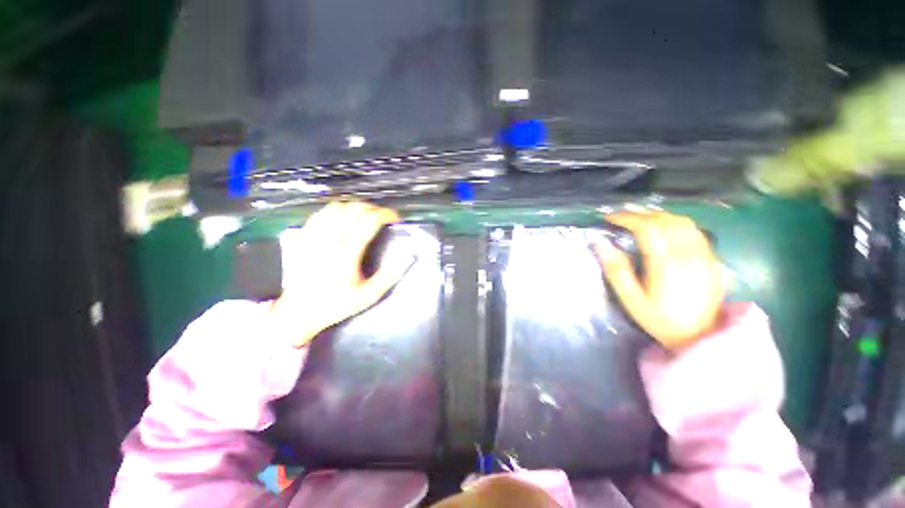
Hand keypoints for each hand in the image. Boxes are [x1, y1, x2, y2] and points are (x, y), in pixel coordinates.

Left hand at [271, 201, 412, 346]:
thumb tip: (407, 254)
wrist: (298, 312)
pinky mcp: (304, 237)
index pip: (370, 220)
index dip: (386, 214)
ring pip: (337, 207)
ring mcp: (314, 235)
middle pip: (355, 209)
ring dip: (355, 207)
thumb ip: (390, 275)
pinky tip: (343, 218)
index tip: (395, 218)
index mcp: (347, 252)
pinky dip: (336, 210)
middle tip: (383, 219)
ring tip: (365, 216)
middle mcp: (330, 238)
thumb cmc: (336, 304)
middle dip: (374, 209)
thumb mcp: (369, 296)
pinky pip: (321, 213)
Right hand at [593, 211, 723, 348]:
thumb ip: (616, 270)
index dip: (626, 218)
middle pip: (665, 220)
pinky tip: (666, 229)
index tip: (609, 218)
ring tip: (641, 219)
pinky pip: (695, 230)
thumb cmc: (660, 319)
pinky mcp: (712, 259)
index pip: (646, 228)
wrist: (699, 336)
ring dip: (659, 215)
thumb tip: (600, 244)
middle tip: (621, 217)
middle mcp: (688, 253)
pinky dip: (676, 223)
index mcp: (666, 263)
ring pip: (682, 222)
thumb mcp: (630, 299)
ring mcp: (703, 255)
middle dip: (640, 214)